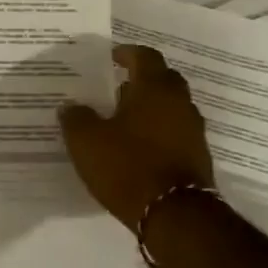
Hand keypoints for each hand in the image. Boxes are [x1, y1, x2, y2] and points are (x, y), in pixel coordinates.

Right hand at [59, 44, 214, 230]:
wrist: (175, 215)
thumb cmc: (127, 165)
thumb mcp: (86, 141)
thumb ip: (76, 117)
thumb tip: (70, 105)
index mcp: (154, 88)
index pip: (145, 56)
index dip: (126, 53)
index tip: (110, 57)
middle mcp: (179, 102)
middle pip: (163, 79)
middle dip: (140, 79)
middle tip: (115, 87)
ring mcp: (193, 130)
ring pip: (170, 106)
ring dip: (150, 107)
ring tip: (122, 119)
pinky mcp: (197, 156)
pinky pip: (175, 132)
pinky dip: (158, 131)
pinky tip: (137, 146)